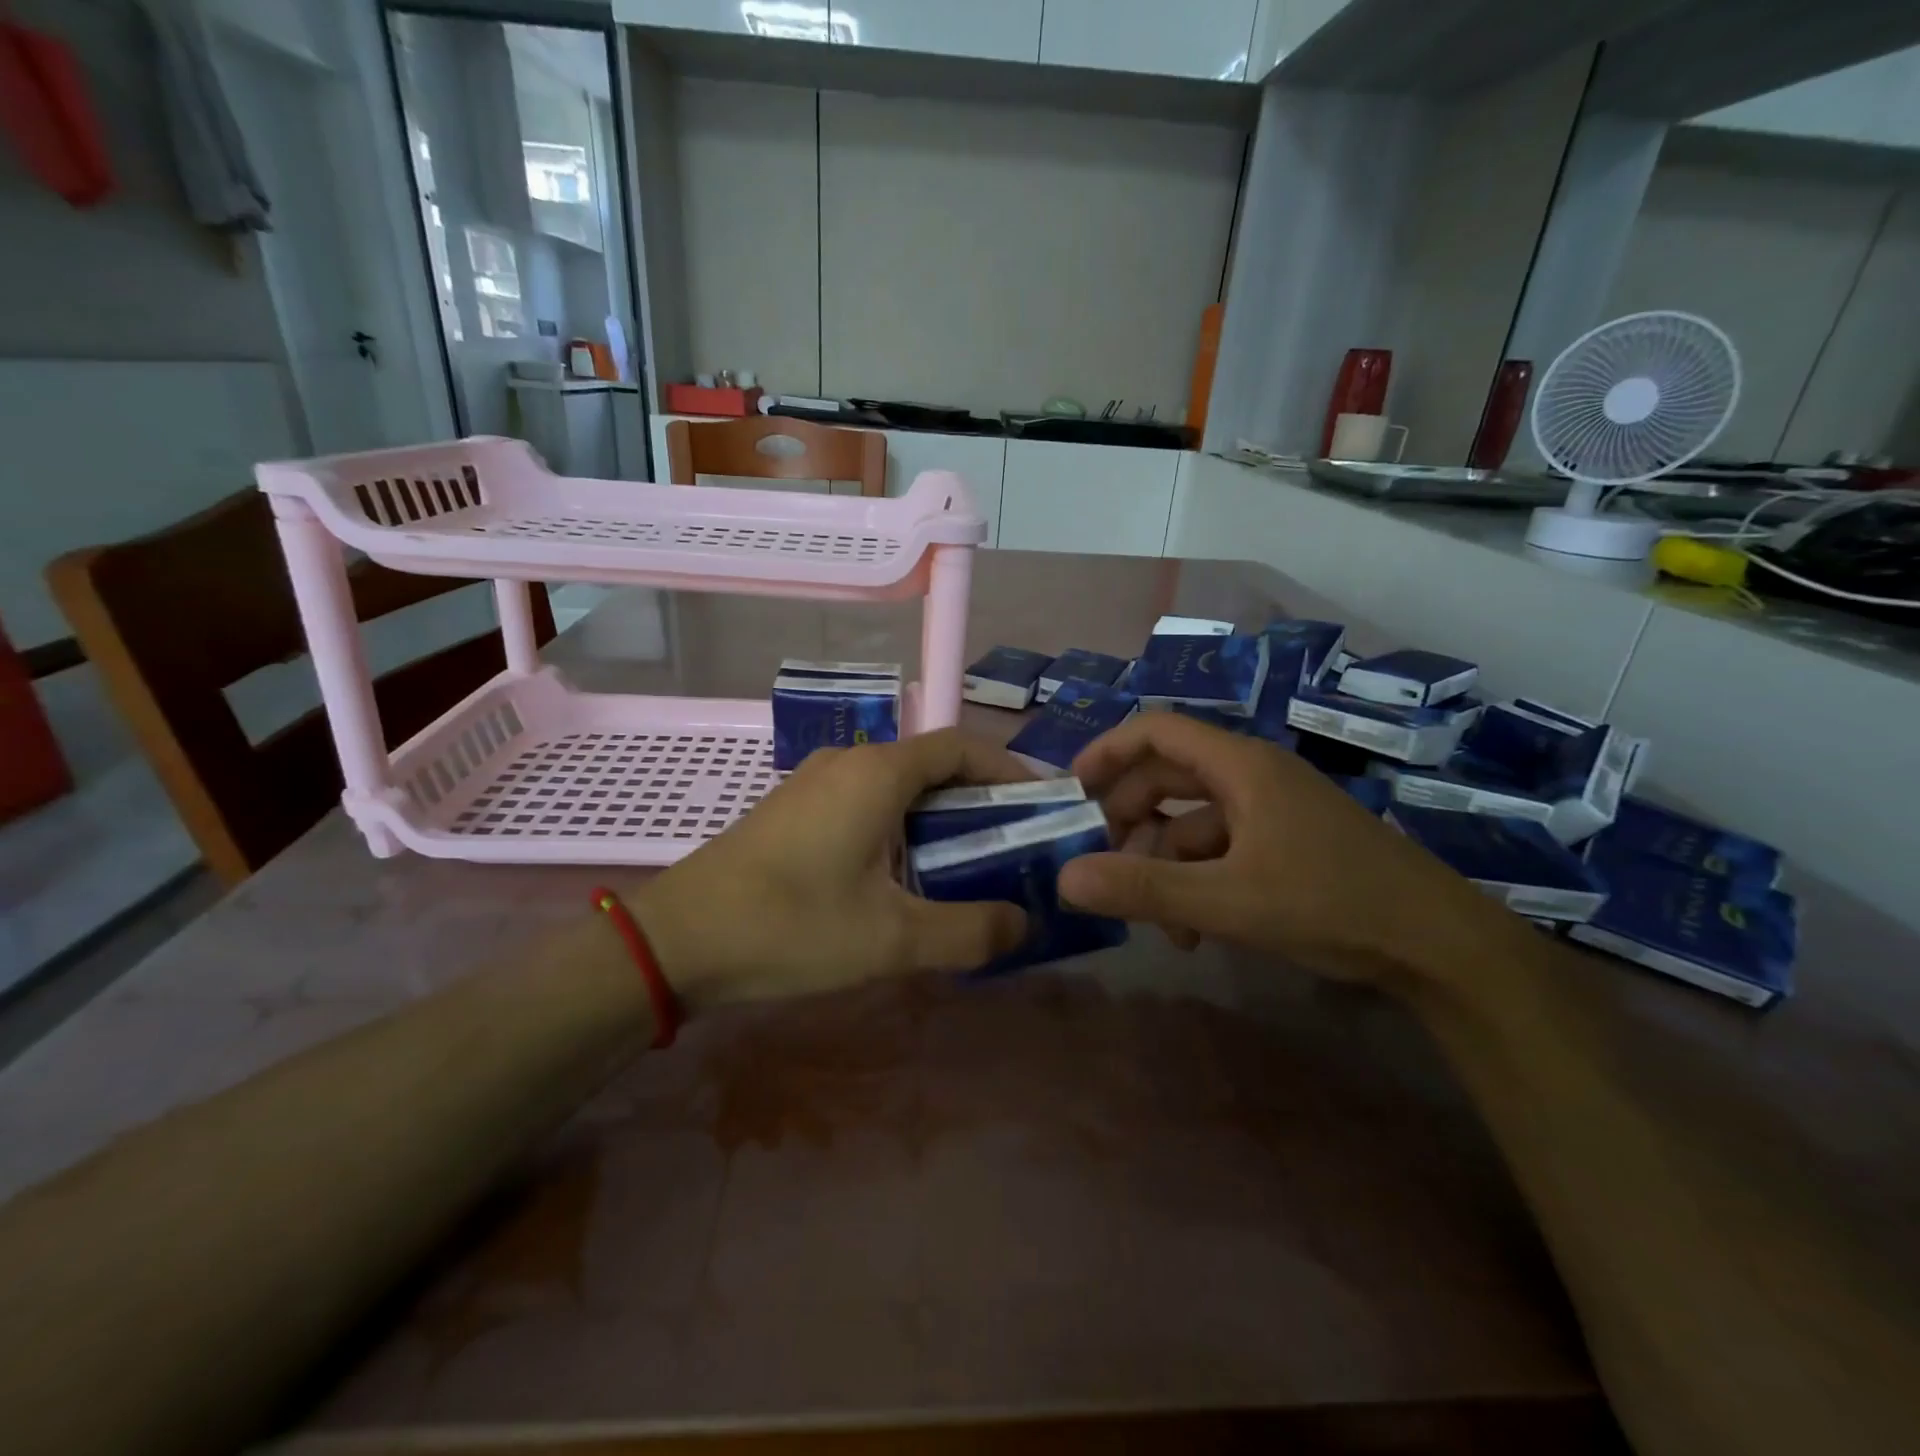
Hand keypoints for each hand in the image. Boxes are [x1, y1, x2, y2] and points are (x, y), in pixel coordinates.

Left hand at [631, 731, 1031, 1006]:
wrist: (676, 940)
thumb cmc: (790, 926)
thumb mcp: (892, 938)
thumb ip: (971, 931)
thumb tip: (1024, 923)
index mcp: (878, 772)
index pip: (962, 746)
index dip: (1009, 769)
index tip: (1040, 807)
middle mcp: (849, 762)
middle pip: (933, 765)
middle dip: (979, 801)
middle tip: (1011, 848)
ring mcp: (815, 783)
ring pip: (898, 787)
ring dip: (938, 818)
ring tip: (966, 868)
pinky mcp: (794, 810)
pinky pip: (866, 804)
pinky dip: (901, 828)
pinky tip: (902, 878)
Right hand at [1058, 713, 1486, 985]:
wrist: (1440, 947)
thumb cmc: (1333, 904)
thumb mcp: (1228, 900)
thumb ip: (1144, 888)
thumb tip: (1066, 878)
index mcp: (1241, 766)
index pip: (1156, 731)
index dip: (1107, 751)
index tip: (1071, 791)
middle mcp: (1253, 777)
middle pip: (1168, 778)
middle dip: (1128, 819)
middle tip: (1097, 860)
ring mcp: (1272, 812)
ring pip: (1192, 823)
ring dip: (1163, 865)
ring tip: (1155, 922)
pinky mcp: (1285, 845)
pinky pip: (1220, 851)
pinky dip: (1196, 882)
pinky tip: (1193, 932)